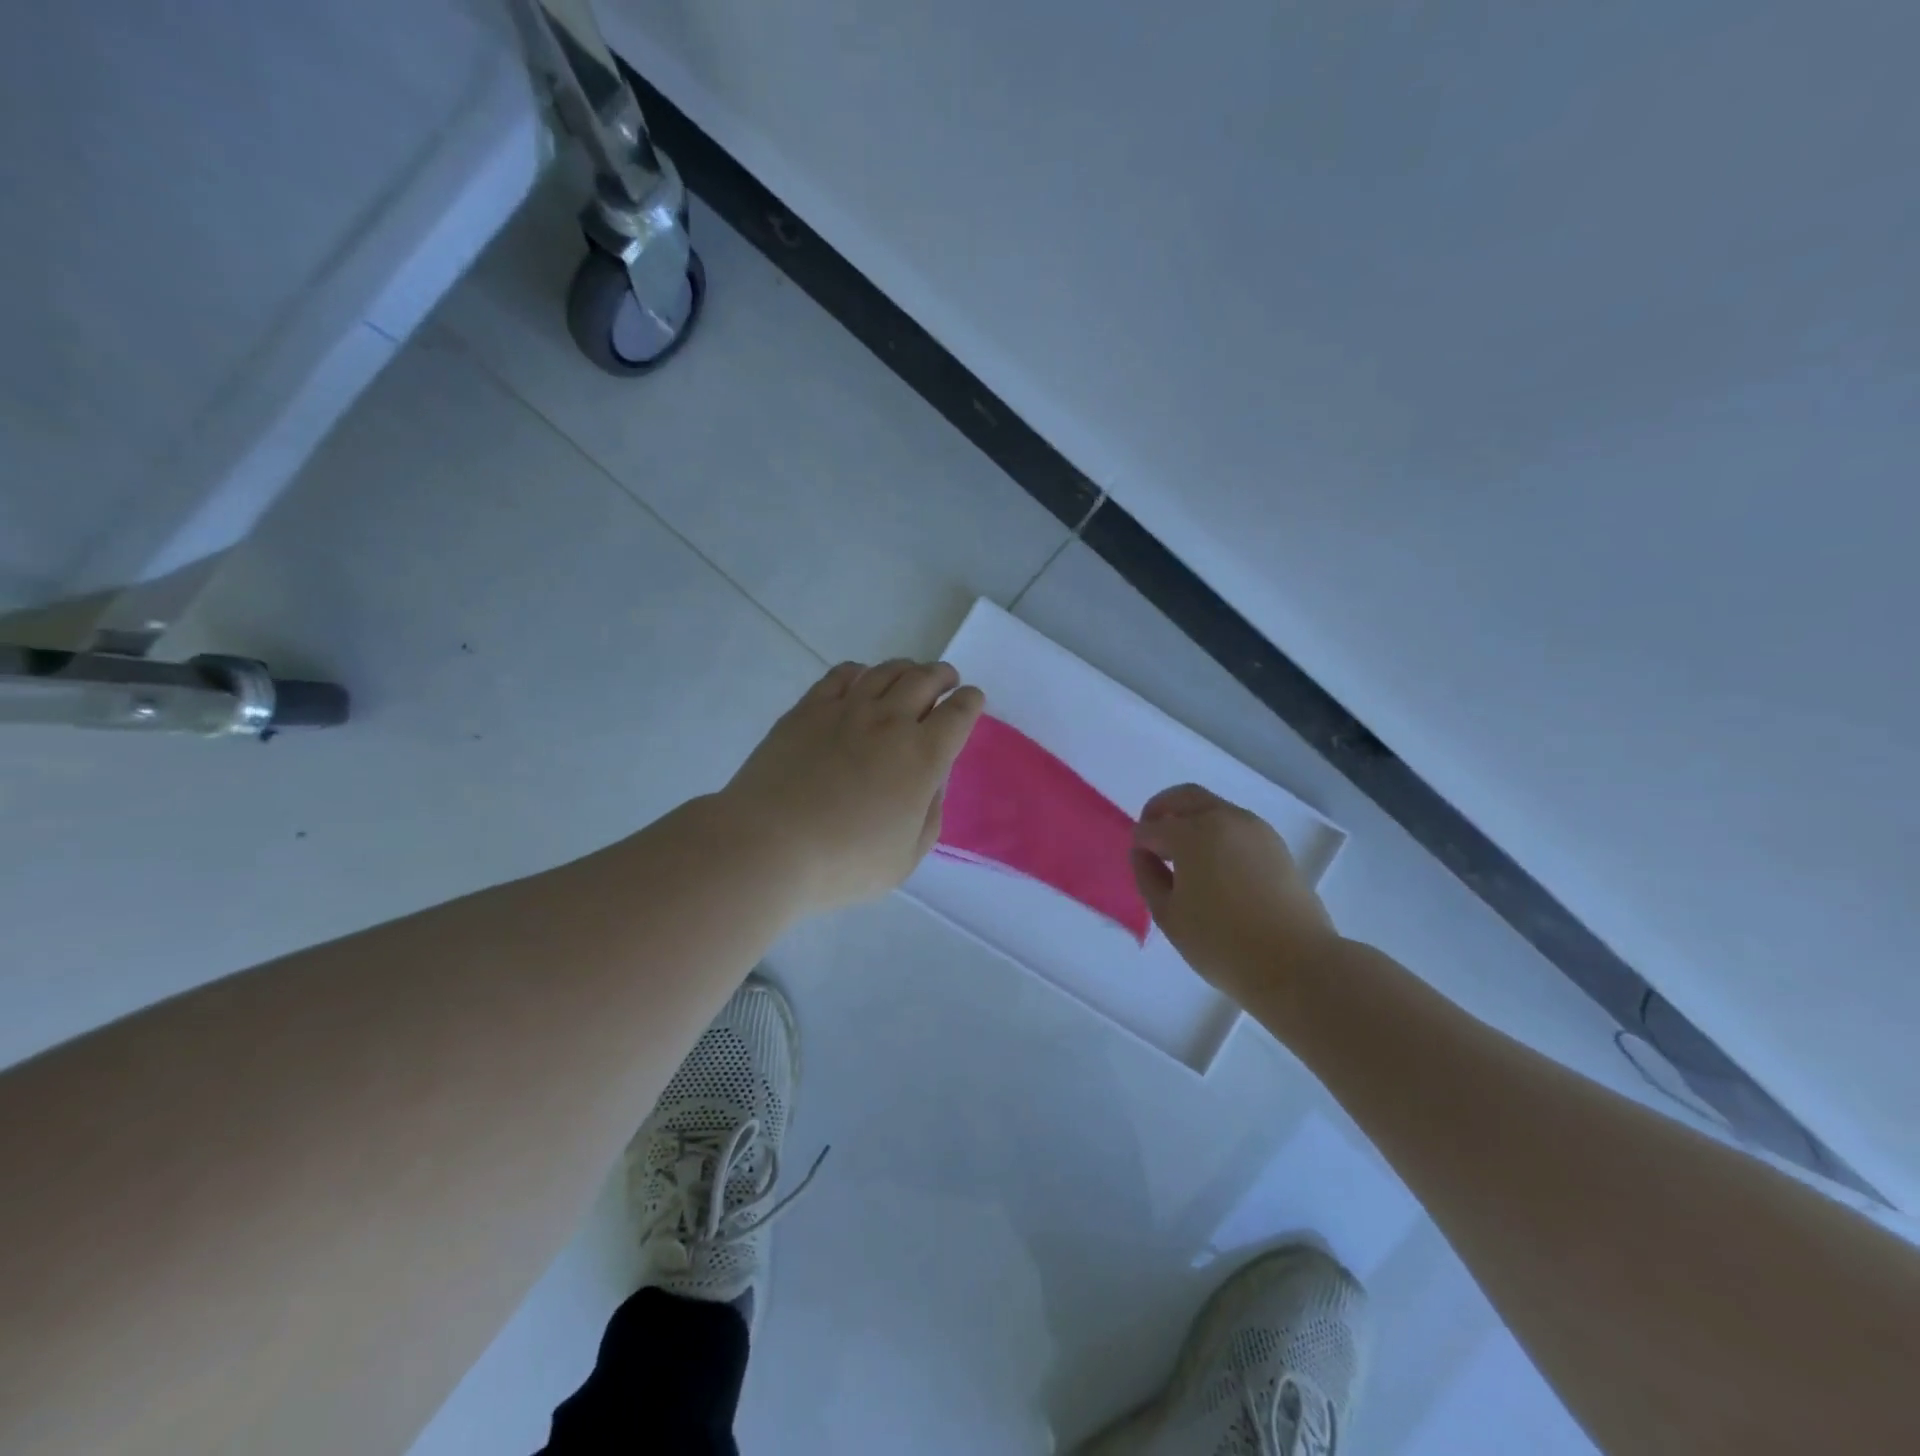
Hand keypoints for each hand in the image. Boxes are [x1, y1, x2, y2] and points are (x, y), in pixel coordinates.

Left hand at [717, 659, 985, 911]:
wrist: (768, 845)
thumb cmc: (844, 863)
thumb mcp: (906, 857)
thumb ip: (929, 814)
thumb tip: (932, 781)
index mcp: (922, 757)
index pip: (958, 713)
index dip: (970, 702)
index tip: (972, 700)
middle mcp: (889, 722)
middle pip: (925, 679)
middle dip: (943, 676)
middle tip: (946, 680)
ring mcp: (846, 710)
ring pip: (885, 671)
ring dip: (906, 668)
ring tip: (910, 675)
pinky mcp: (807, 709)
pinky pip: (842, 675)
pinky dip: (860, 671)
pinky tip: (860, 679)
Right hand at [1131, 784, 1338, 995]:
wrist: (1295, 964)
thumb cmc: (1222, 943)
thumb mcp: (1168, 915)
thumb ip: (1147, 876)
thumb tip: (1144, 853)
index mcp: (1192, 833)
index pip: (1152, 827)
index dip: (1139, 844)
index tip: (1139, 864)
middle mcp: (1224, 818)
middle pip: (1184, 797)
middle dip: (1162, 810)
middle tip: (1152, 838)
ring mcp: (1255, 829)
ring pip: (1213, 808)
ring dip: (1192, 821)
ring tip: (1185, 858)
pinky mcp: (1276, 844)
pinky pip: (1236, 826)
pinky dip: (1217, 833)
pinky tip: (1214, 867)